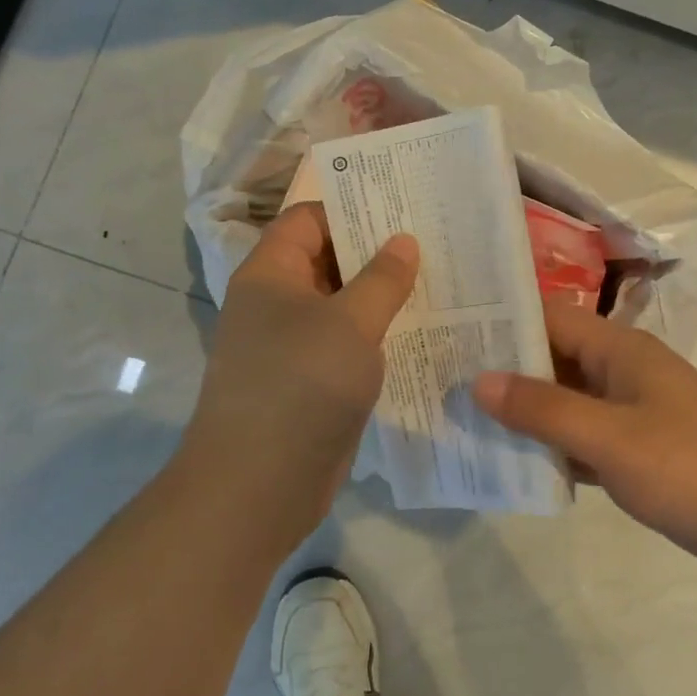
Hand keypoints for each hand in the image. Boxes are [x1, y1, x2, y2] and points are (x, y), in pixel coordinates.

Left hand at [184, 203, 418, 555]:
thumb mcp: (350, 324)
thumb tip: (404, 241)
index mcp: (271, 273)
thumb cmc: (300, 386)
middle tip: (434, 244)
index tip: (404, 210)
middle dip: (377, 252)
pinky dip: (377, 335)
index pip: (309, 218)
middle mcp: (276, 302)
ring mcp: (292, 345)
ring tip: (438, 283)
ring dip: (382, 296)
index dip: (352, 209)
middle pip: (328, 259)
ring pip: (341, 305)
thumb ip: (382, 279)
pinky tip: (421, 333)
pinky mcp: (310, 381)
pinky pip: (346, 344)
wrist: (257, 487)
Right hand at [473, 300, 696, 575]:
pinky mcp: (637, 448)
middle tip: (442, 379)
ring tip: (462, 418)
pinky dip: (551, 445)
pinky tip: (512, 460)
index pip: (548, 318)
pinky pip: (581, 436)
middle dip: (503, 370)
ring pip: (564, 400)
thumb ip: (544, 409)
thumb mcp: (610, 438)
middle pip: (552, 359)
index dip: (500, 322)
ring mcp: (630, 410)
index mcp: (619, 349)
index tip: (448, 332)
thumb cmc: (691, 467)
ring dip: (524, 411)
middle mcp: (621, 370)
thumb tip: (478, 380)